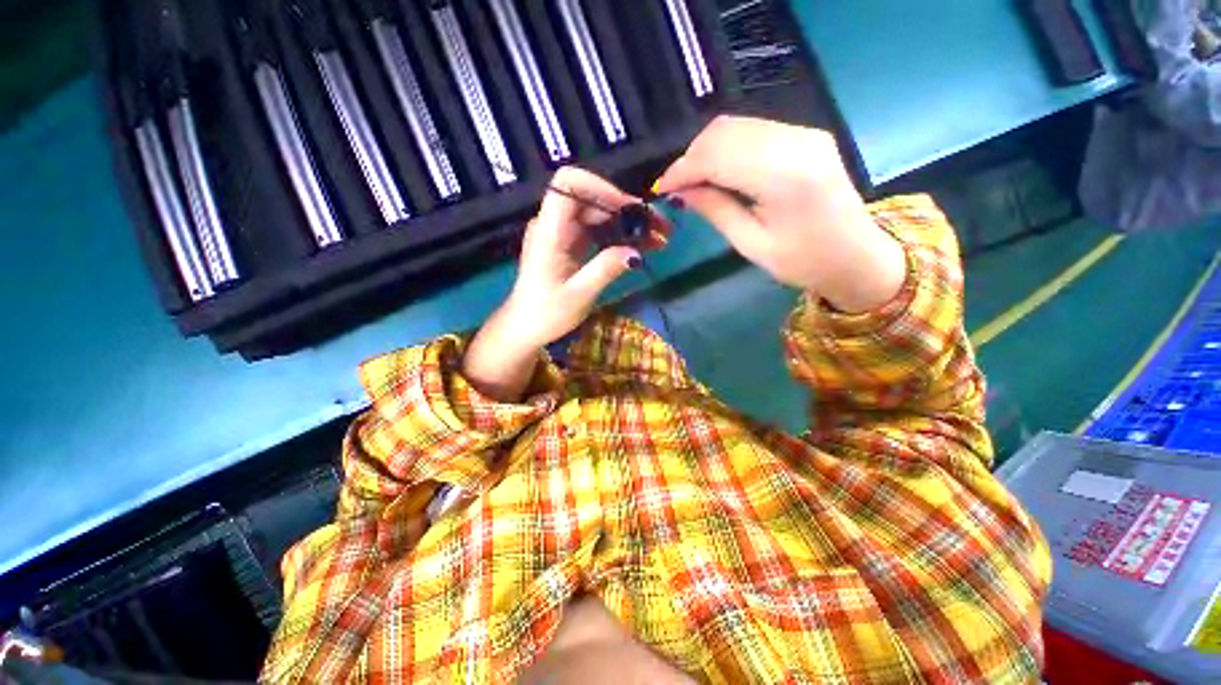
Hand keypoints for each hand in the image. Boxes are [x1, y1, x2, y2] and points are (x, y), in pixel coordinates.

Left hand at [463, 167, 662, 401]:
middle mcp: (554, 224)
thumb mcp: (579, 295)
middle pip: (590, 198)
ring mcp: (562, 234)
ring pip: (597, 214)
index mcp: (549, 231)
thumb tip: (636, 253)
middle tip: (658, 226)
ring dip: (626, 222)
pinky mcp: (569, 244)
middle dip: (625, 208)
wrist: (525, 328)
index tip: (628, 209)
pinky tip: (639, 247)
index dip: (600, 186)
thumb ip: (605, 269)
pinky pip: (597, 230)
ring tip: (656, 238)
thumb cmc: (546, 314)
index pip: (568, 183)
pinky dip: (618, 235)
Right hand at [654, 116, 905, 312]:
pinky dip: (728, 147)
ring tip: (694, 181)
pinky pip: (754, 130)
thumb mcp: (751, 244)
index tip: (661, 189)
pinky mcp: (806, 134)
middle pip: (724, 131)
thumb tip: (681, 191)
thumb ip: (715, 210)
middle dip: (692, 157)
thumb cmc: (802, 262)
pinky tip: (719, 171)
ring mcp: (804, 133)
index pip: (717, 156)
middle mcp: (796, 142)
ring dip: (707, 150)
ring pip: (737, 125)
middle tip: (676, 187)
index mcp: (784, 177)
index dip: (683, 169)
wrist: (857, 256)